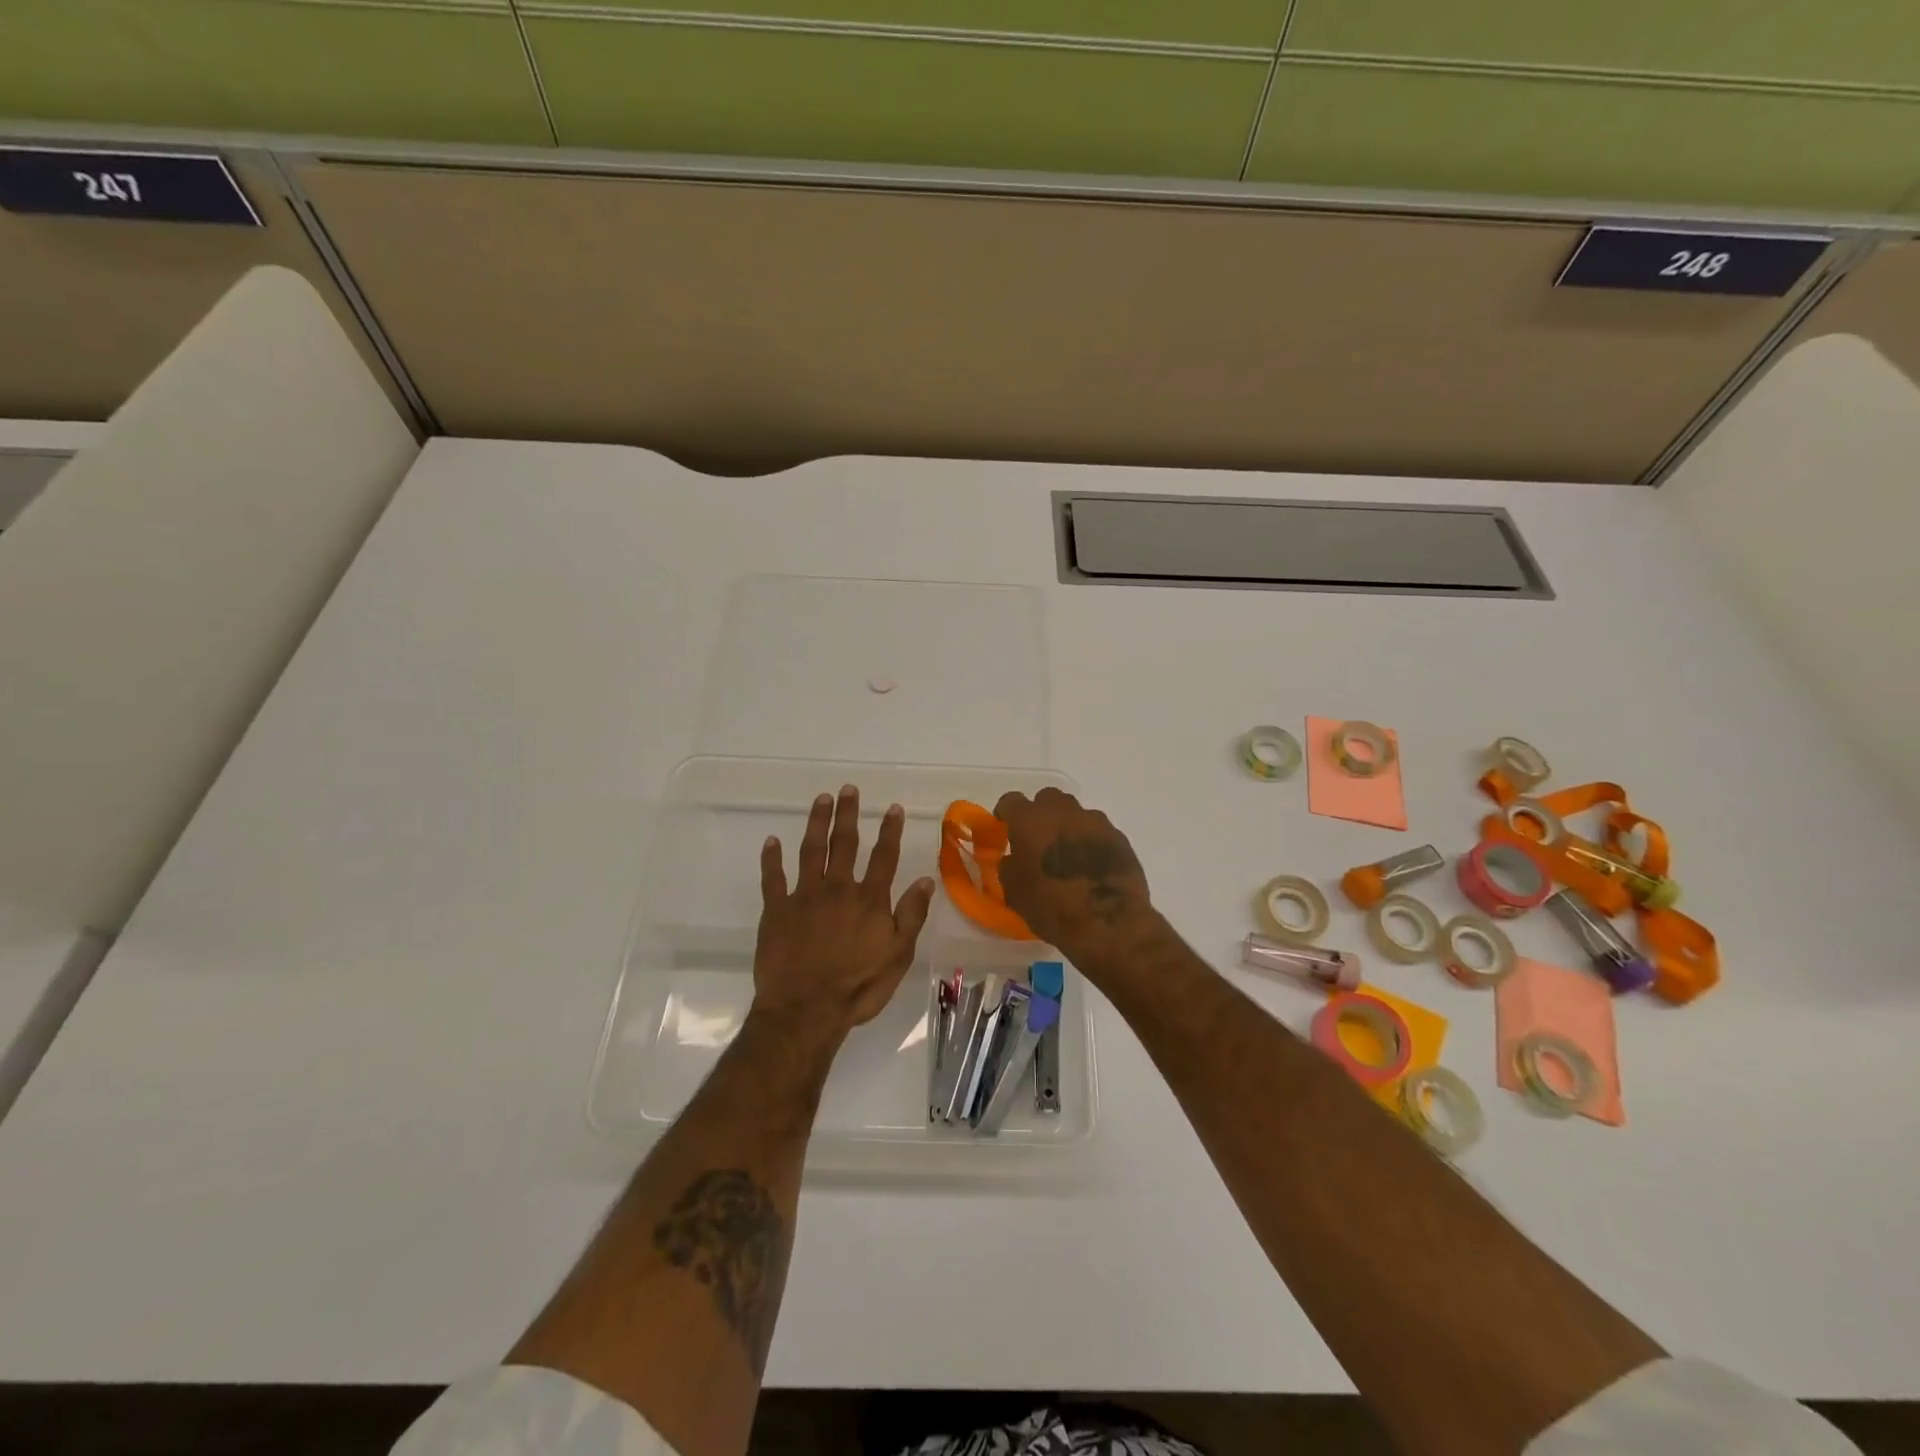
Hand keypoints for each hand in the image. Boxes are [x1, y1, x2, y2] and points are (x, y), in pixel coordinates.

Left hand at [754, 785, 935, 1040]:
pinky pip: (772, 878)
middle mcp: (837, 889)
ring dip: (817, 823)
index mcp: (869, 900)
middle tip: (848, 789)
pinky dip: (771, 858)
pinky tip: (771, 841)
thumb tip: (925, 880)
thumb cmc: (857, 987)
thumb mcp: (898, 956)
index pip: (883, 857)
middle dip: (848, 814)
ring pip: (811, 850)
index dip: (889, 831)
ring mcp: (804, 897)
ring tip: (821, 800)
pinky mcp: (776, 910)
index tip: (892, 808)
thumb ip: (911, 916)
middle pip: (845, 844)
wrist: (805, 1010)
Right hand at [992, 788, 1152, 961]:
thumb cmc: (1052, 908)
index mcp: (1030, 821)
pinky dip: (1091, 842)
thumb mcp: (1015, 892)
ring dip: (1068, 827)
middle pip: (1047, 799)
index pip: (1011, 801)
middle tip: (1038, 839)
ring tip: (1068, 855)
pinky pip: (1098, 832)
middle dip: (1040, 814)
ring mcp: (1095, 821)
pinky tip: (1092, 866)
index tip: (1005, 826)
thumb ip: (1010, 867)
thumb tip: (1015, 859)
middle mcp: (1062, 811)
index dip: (1006, 813)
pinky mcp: (1119, 836)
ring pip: (1075, 813)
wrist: (1109, 924)